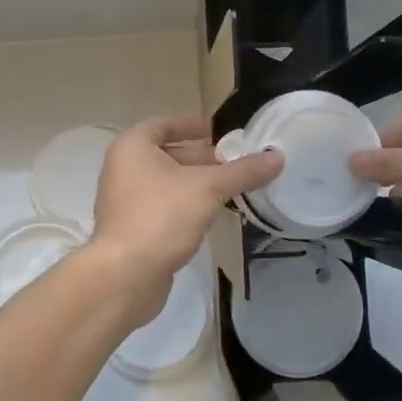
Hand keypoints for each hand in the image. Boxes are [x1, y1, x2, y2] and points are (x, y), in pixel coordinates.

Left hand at [89, 116, 282, 319]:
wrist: (126, 275)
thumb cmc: (162, 216)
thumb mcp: (208, 188)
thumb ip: (243, 171)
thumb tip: (278, 157)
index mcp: (132, 147)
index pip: (165, 125)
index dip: (194, 126)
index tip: (222, 132)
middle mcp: (123, 168)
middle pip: (168, 155)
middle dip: (203, 159)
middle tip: (237, 164)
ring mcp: (124, 201)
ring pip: (167, 183)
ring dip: (197, 184)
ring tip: (232, 189)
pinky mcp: (132, 229)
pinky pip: (163, 207)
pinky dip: (186, 206)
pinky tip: (212, 215)